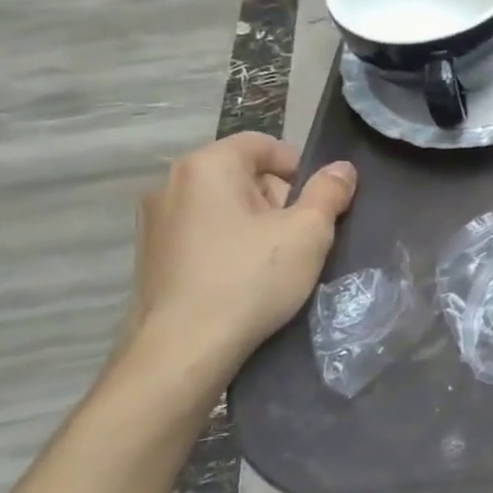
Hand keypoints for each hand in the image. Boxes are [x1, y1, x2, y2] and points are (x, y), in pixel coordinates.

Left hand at [129, 132, 358, 370]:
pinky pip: (202, 233)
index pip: (264, 144)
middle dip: (278, 199)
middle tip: (299, 238)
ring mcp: (155, 221)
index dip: (300, 168)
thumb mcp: (308, 232)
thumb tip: (342, 169)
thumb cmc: (250, 279)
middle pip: (243, 174)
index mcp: (208, 166)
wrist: (183, 349)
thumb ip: (329, 192)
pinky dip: (228, 245)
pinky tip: (243, 279)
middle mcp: (172, 183)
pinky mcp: (150, 255)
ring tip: (274, 263)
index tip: (317, 206)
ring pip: (223, 206)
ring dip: (255, 224)